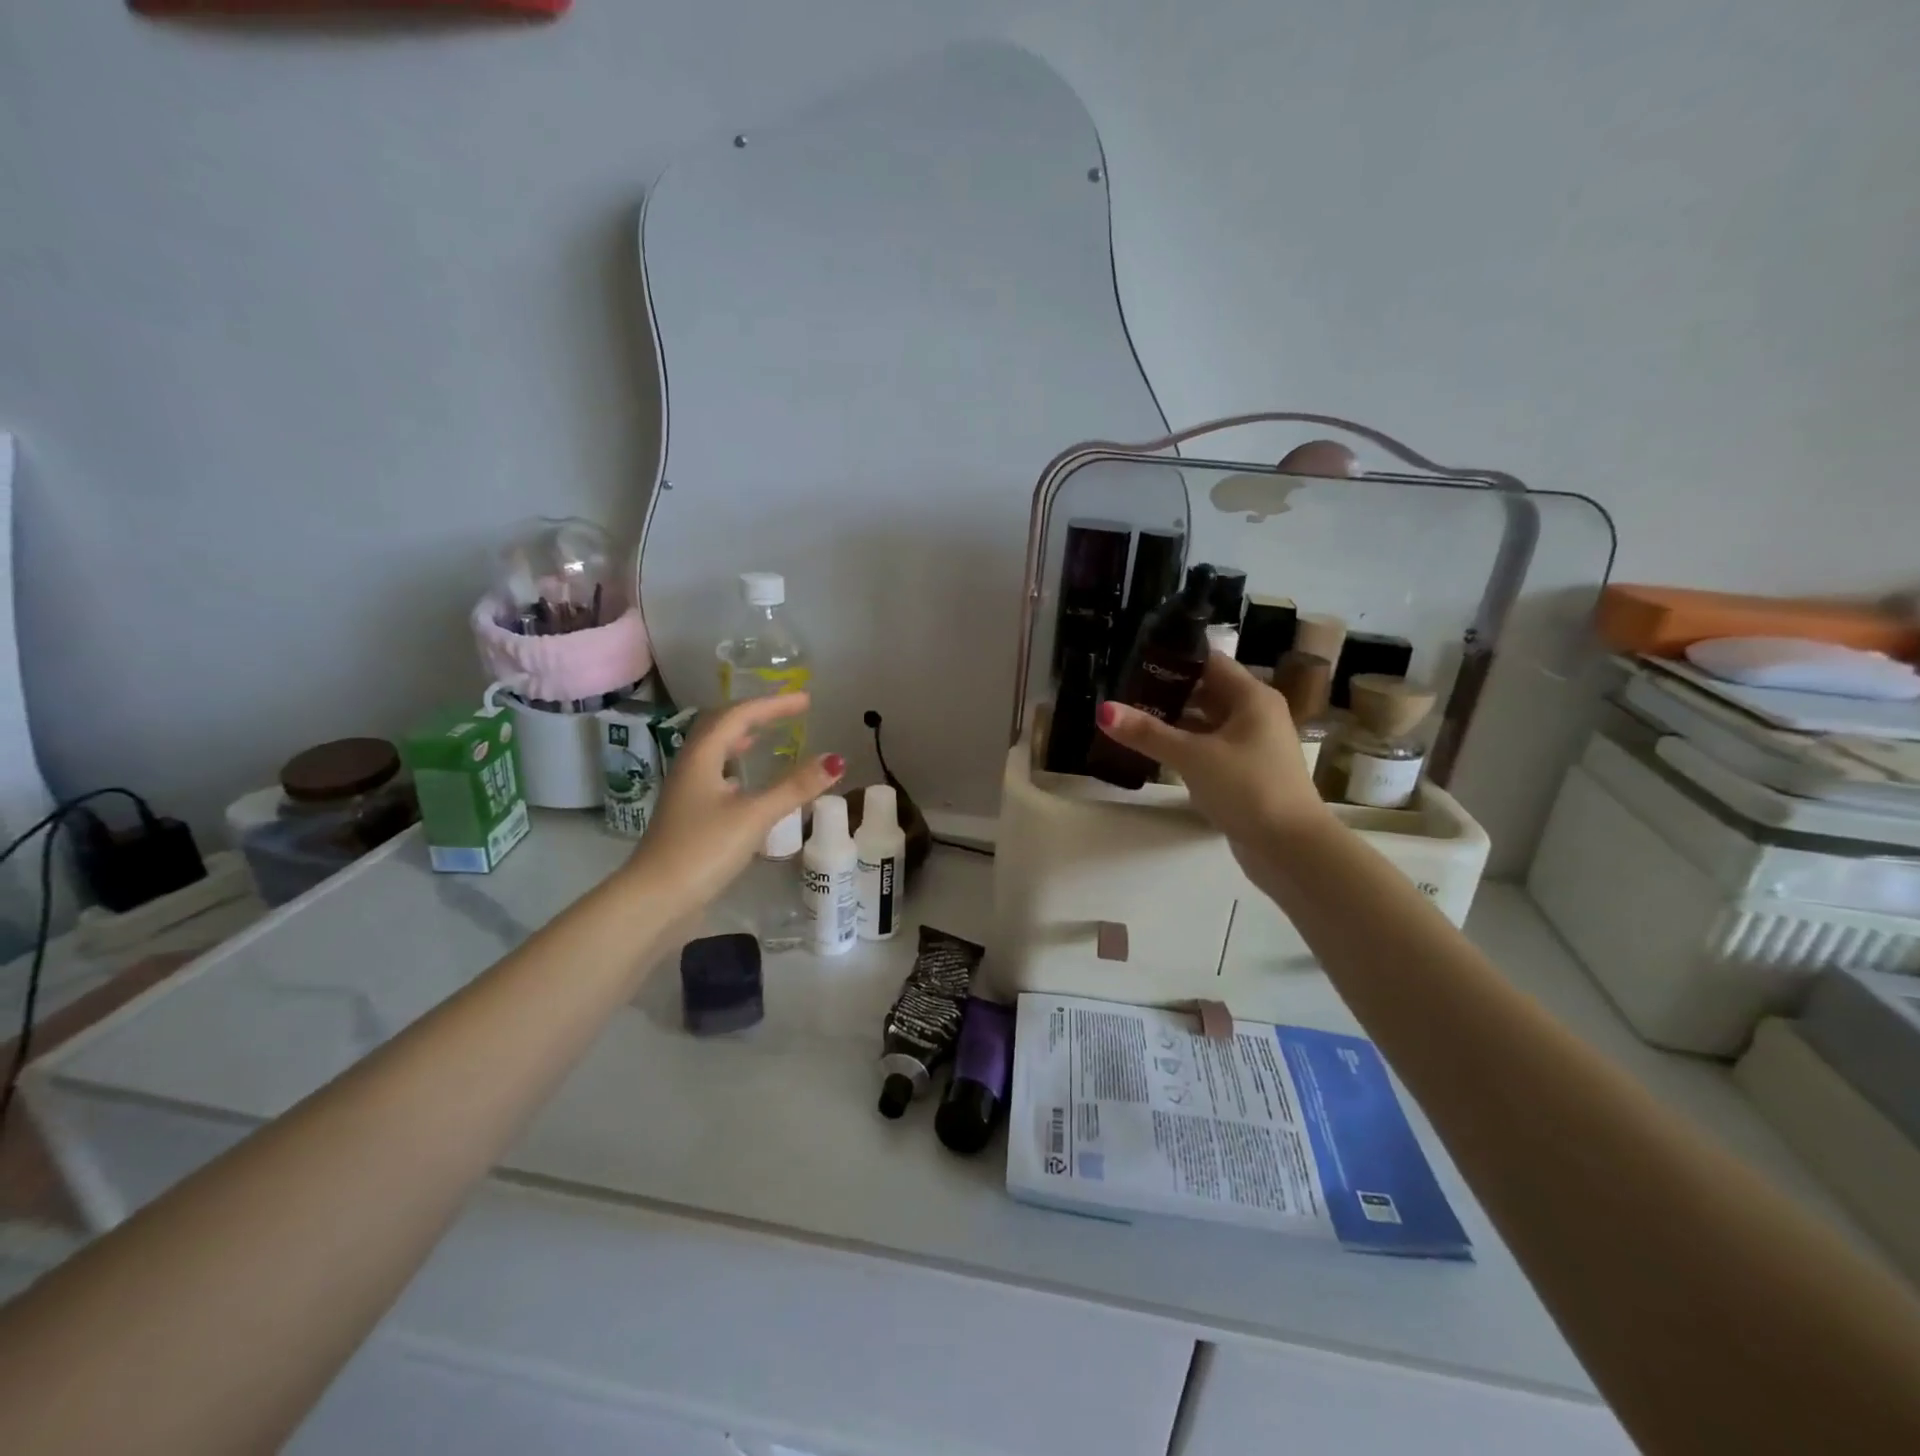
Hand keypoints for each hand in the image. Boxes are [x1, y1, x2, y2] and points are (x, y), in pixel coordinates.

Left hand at [628, 694, 842, 906]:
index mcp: (701, 758)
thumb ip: (795, 787)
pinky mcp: (689, 817)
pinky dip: (736, 768)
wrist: (655, 900)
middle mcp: (690, 768)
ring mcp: (686, 793)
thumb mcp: (754, 816)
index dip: (773, 704)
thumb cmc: (703, 850)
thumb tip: (835, 759)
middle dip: (755, 714)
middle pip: (720, 727)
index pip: (738, 715)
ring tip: (765, 737)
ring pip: (715, 752)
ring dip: (741, 739)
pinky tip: (747, 784)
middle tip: (787, 712)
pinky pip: (715, 776)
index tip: (806, 700)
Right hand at [1096, 654, 1332, 848]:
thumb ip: (1148, 733)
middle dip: (1167, 692)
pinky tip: (1155, 753)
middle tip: (1123, 692)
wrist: (1291, 847)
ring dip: (1174, 722)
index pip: (1209, 662)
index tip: (1134, 661)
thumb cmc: (1248, 788)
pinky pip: (1210, 748)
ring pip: (1207, 723)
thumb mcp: (1192, 757)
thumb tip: (1104, 710)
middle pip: (1206, 691)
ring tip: (1131, 720)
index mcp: (1252, 697)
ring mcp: (1253, 745)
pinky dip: (1185, 747)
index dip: (1173, 659)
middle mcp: (1256, 714)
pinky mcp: (1247, 772)